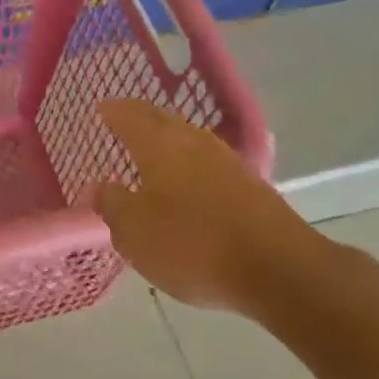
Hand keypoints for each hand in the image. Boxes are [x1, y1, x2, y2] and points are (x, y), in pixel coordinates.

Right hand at [93, 100, 327, 321]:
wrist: (280, 270)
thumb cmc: (193, 245)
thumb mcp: (136, 234)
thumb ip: (112, 206)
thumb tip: (98, 187)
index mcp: (158, 144)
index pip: (129, 115)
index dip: (113, 111)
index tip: (101, 109)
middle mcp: (192, 140)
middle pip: (161, 120)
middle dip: (140, 120)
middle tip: (123, 123)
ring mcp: (226, 160)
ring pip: (188, 139)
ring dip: (168, 141)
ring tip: (152, 152)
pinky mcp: (251, 185)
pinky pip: (208, 162)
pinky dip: (191, 165)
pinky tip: (188, 183)